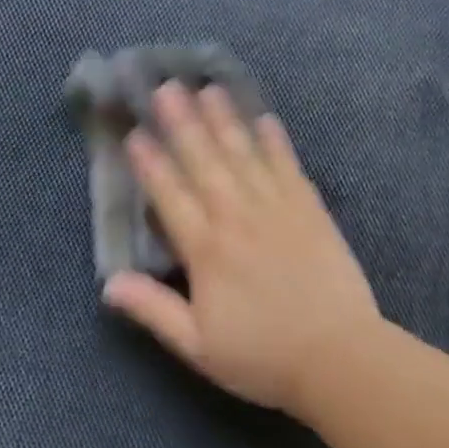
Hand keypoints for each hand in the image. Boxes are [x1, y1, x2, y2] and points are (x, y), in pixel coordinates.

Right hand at [104, 84, 383, 417]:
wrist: (340, 360)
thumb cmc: (262, 356)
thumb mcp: (198, 346)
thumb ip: (153, 310)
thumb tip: (108, 283)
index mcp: (206, 249)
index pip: (170, 195)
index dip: (150, 163)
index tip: (135, 133)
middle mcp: (237, 218)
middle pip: (204, 162)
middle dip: (183, 123)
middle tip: (167, 87)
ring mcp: (277, 209)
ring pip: (244, 155)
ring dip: (224, 120)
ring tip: (208, 89)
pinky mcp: (310, 211)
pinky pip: (288, 167)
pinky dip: (276, 143)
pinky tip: (266, 119)